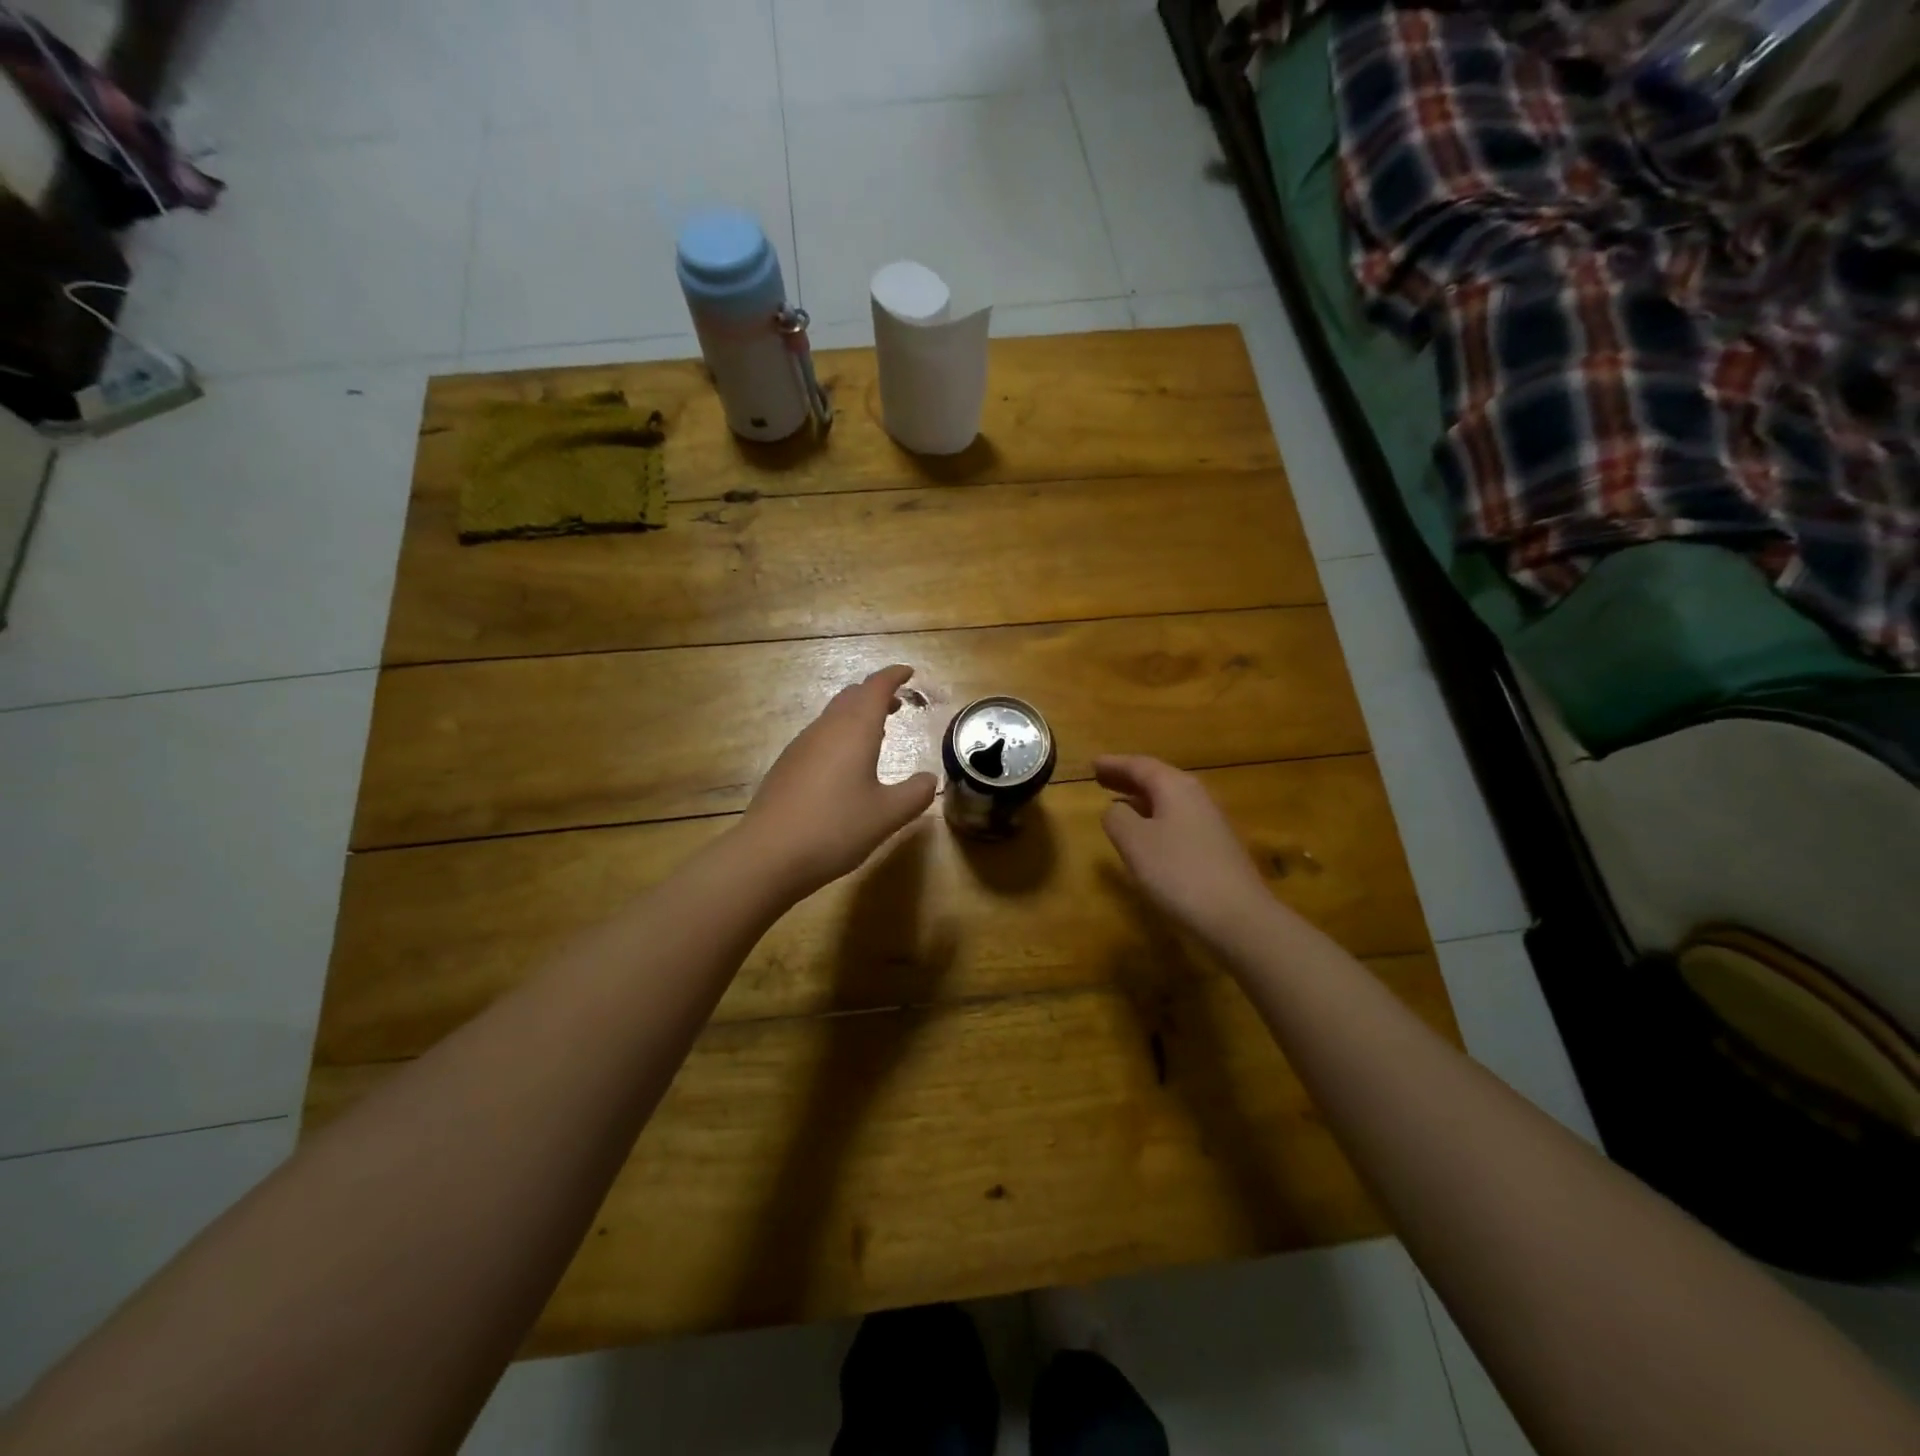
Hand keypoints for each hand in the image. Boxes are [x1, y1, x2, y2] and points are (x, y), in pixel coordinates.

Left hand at [740, 665, 937, 898]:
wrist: (768, 854)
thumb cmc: (835, 828)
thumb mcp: (887, 815)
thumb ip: (915, 794)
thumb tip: (930, 779)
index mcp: (854, 730)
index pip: (875, 688)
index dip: (893, 676)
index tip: (908, 673)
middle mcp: (826, 729)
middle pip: (851, 696)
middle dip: (876, 694)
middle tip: (897, 703)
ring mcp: (801, 746)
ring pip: (833, 716)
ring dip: (857, 715)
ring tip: (877, 731)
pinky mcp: (786, 766)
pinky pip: (819, 736)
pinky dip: (840, 735)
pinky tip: (845, 764)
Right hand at [1096, 755, 1273, 948]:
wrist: (1238, 918)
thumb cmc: (1179, 873)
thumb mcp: (1135, 842)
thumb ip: (1117, 818)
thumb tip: (1115, 809)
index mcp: (1176, 787)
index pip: (1140, 765)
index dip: (1114, 764)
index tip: (1092, 763)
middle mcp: (1196, 797)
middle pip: (1157, 780)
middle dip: (1127, 778)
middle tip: (1100, 778)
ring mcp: (1210, 823)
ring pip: (1168, 801)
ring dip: (1140, 799)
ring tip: (1117, 802)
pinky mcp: (1216, 849)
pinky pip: (1177, 821)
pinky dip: (1155, 819)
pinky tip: (1146, 836)